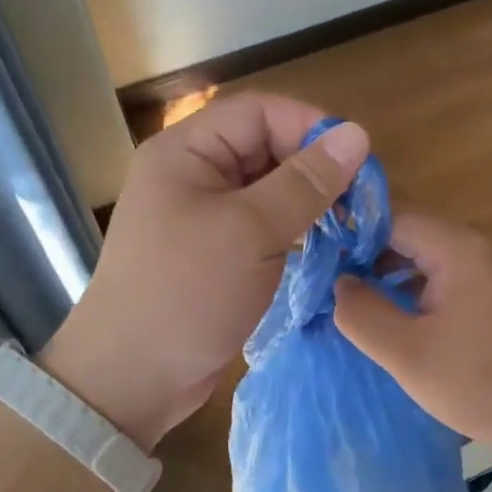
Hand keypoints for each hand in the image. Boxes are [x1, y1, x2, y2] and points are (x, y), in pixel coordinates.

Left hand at [39, 93, 368, 448]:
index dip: (310, 127)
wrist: (131, 379)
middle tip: (360, 199)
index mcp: (187, 151)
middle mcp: (192, 173)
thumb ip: (305, 182)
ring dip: (308, 201)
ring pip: (268, 188)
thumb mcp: (251, 232)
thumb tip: (357, 134)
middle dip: (314, 167)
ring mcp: (202, 214)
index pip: (259, 112)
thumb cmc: (186, 293)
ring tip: (350, 224)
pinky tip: (325, 246)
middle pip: (265, 147)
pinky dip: (294, 229)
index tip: (356, 161)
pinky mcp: (215, 251)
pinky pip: (262, 224)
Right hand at [332, 213, 491, 455]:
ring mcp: (489, 273)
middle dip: (364, 254)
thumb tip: (339, 284)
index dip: (349, 229)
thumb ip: (362, 314)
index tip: (314, 251)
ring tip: (349, 300)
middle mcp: (475, 249)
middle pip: (408, 233)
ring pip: (424, 259)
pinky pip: (442, 281)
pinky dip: (412, 292)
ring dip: (388, 275)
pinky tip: (392, 320)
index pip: (391, 214)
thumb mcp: (408, 353)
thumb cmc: (483, 381)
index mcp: (456, 248)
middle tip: (323, 280)